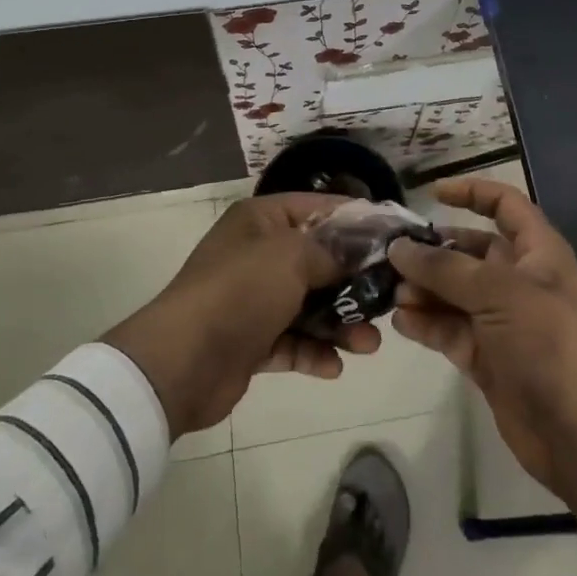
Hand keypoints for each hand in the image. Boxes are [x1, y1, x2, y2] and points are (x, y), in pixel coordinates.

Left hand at [102, 194, 380, 436]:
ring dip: (340, 323)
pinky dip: (313, 352)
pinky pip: (292, 341)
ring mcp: (254, 298)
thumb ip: (332, 251)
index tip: (395, 237)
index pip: (319, 208)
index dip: (357, 220)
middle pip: (318, 260)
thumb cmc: (240, 292)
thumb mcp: (292, 257)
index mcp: (262, 220)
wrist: (181, 363)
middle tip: (390, 298)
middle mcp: (258, 253)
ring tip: (369, 344)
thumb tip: (362, 249)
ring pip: (309, 304)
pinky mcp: (252, 340)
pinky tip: (334, 367)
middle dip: (354, 281)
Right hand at [389, 179, 576, 513]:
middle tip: (390, 255)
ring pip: (453, 292)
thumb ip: (445, 268)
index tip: (432, 193)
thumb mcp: (499, 293)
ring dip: (423, 289)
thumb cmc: (549, 342)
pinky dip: (426, 324)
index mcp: (537, 252)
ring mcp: (501, 321)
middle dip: (432, 251)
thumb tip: (399, 247)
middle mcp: (518, 280)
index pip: (505, 205)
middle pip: (469, 251)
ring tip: (391, 293)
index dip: (472, 192)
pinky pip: (449, 330)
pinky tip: (400, 321)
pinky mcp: (486, 357)